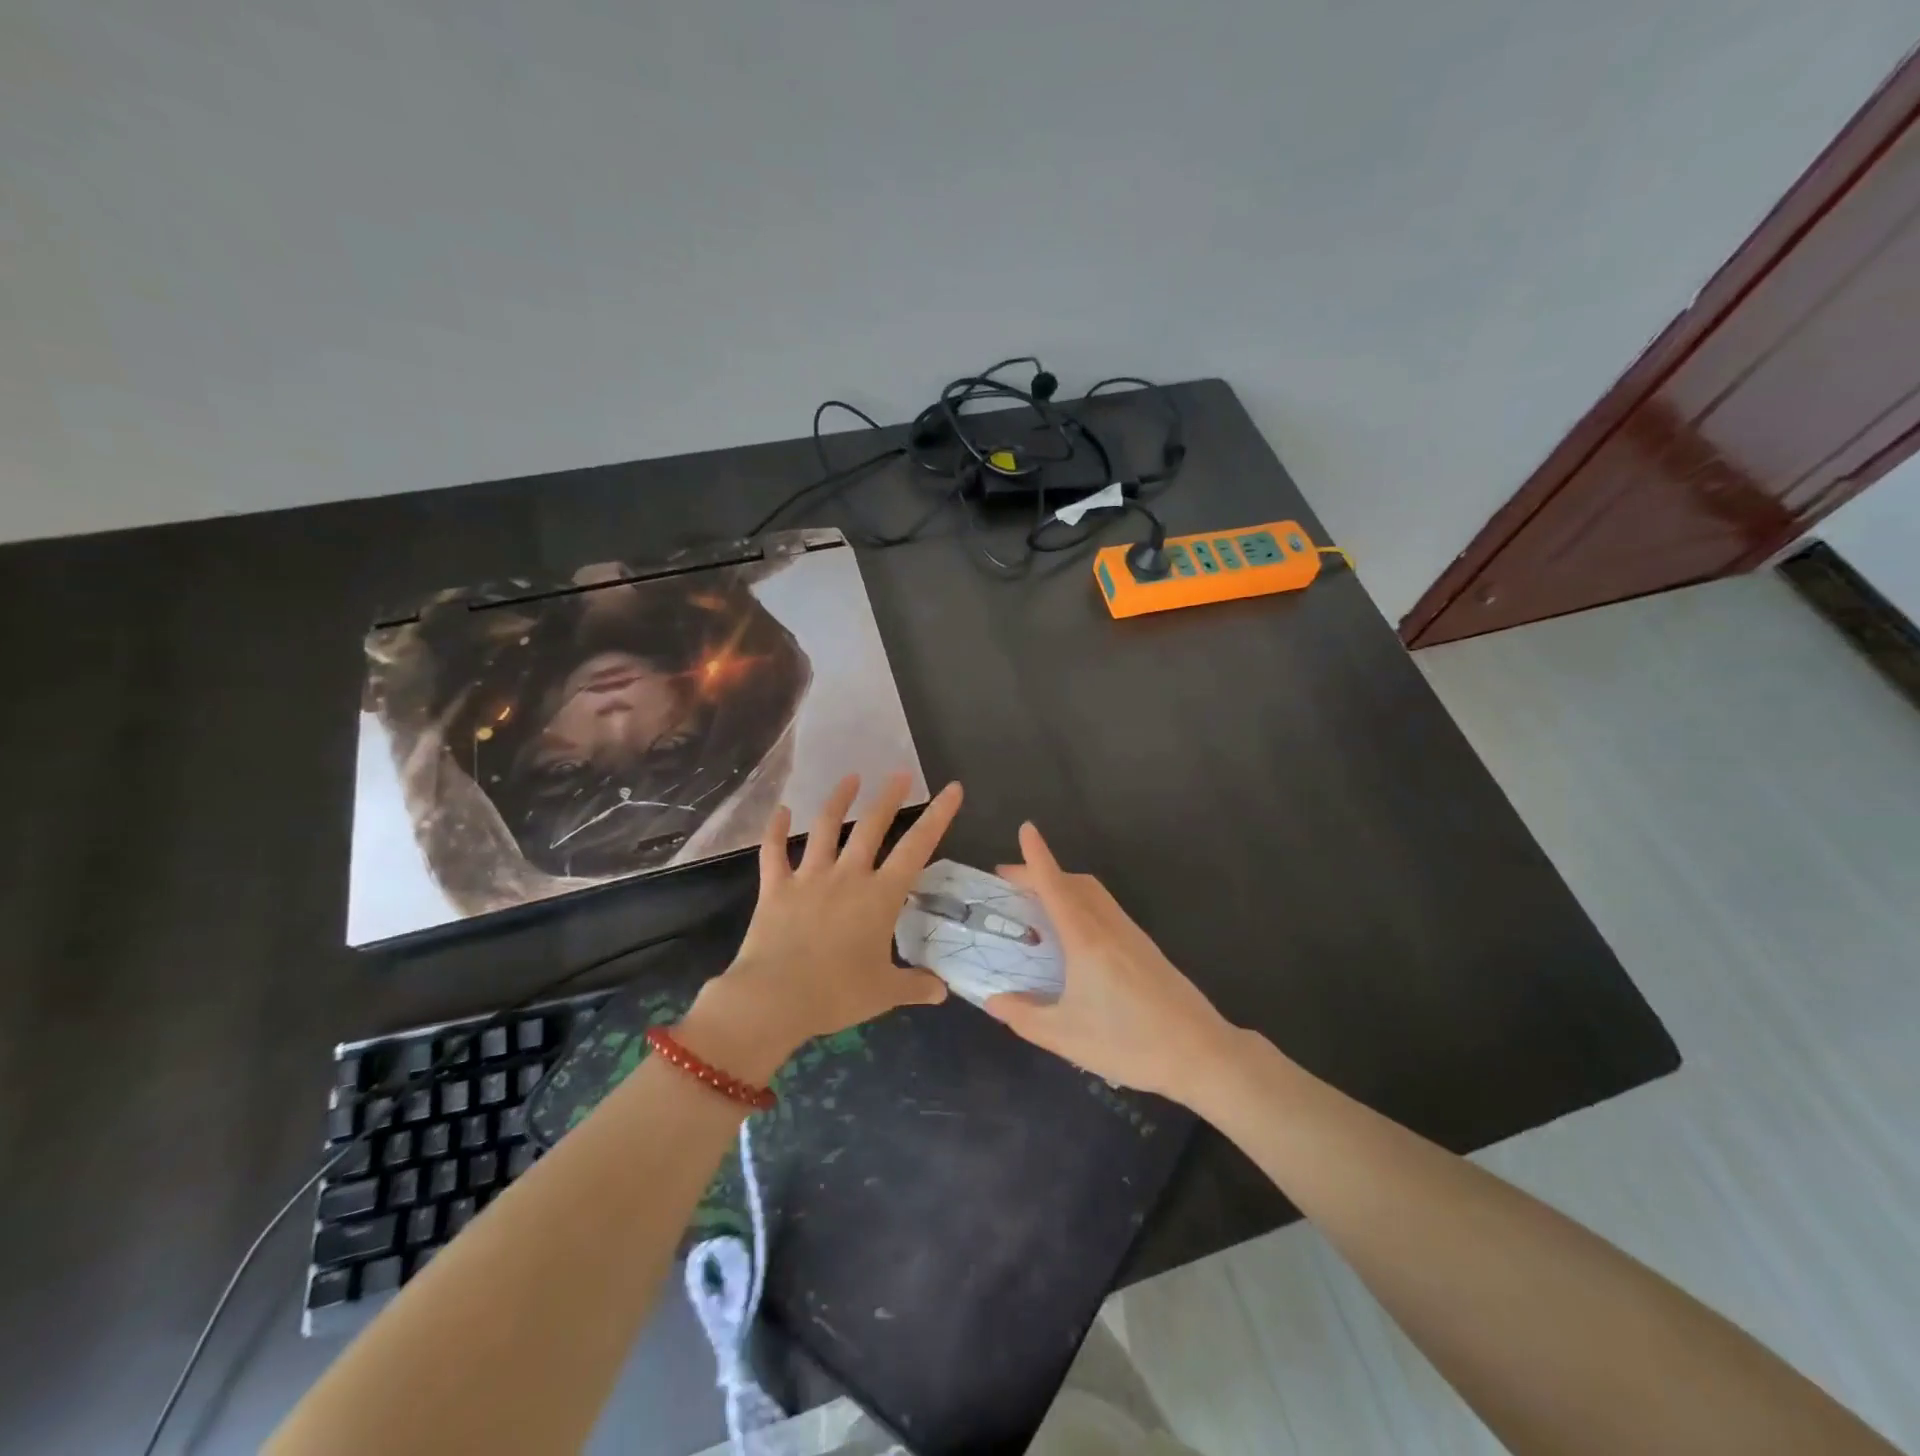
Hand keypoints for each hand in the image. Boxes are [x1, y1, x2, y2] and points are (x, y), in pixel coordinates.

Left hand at [685, 773, 962, 1079]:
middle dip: (889, 797)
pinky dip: (775, 830)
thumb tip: (941, 990)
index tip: (952, 789)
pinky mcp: (776, 888)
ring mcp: (809, 878)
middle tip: (900, 774)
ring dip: (839, 800)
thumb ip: (916, 985)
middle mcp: (848, 876)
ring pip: (826, 828)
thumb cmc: (837, 994)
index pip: (917, 847)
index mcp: (880, 896)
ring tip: (850, 778)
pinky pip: (774, 852)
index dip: (938, 816)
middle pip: (872, 826)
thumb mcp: (885, 993)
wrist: (774, 999)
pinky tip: (781, 810)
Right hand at [984, 823, 1232, 1103]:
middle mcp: (1109, 927)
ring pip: (1093, 893)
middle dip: (1042, 872)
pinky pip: (1106, 908)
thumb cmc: (1128, 1043)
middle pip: (1074, 882)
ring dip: (1063, 885)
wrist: (1200, 1053)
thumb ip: (1023, 1015)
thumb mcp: (1065, 1036)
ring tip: (1037, 903)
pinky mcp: (1145, 947)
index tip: (1026, 828)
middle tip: (1010, 882)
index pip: (1055, 886)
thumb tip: (992, 999)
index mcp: (1086, 940)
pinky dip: (1081, 901)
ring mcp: (1131, 934)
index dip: (1037, 856)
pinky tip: (1073, 931)